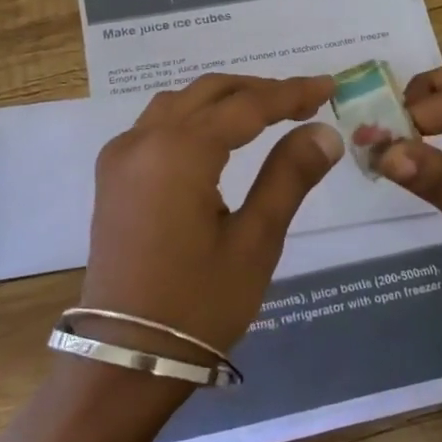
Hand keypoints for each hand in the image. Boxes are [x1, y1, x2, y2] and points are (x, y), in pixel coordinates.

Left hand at [82, 73, 343, 357]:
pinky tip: (218, 135)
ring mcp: (121, 156)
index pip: (246, 106)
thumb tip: (324, 131)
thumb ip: (288, 177)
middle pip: (209, 92)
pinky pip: (157, 124)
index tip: (328, 85)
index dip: (291, 93)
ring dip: (224, 99)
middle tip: (305, 100)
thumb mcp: (255, 242)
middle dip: (259, 90)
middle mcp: (143, 140)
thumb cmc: (197, 304)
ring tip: (267, 113)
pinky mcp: (112, 175)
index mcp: (179, 152)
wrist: (125, 356)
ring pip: (180, 103)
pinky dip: (194, 116)